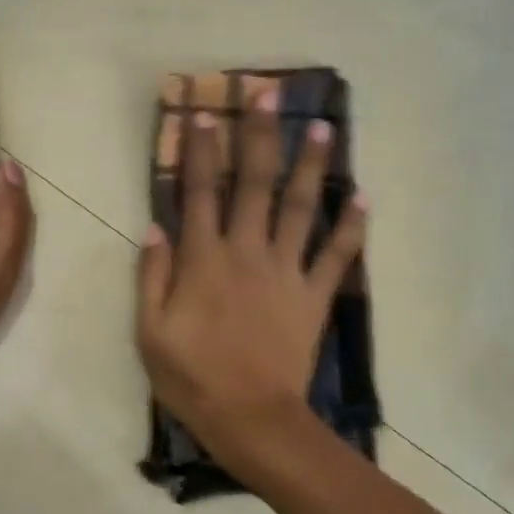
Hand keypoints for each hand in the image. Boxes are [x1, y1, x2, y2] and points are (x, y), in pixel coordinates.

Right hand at [136, 89, 366, 445]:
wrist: (251, 418)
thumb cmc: (193, 377)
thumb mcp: (150, 332)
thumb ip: (151, 276)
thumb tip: (155, 227)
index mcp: (204, 259)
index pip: (200, 192)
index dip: (203, 150)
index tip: (207, 112)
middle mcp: (247, 252)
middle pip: (254, 184)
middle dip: (260, 136)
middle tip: (269, 94)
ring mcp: (286, 271)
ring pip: (301, 207)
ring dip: (311, 165)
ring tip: (323, 127)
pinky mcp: (315, 295)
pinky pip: (337, 255)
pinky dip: (352, 227)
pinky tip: (363, 198)